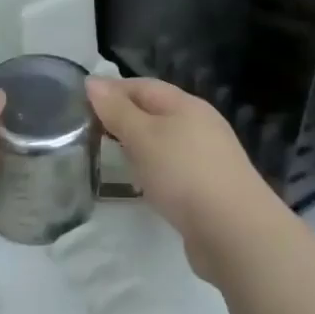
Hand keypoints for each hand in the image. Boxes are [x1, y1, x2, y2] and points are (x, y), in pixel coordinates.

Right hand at [86, 77, 271, 268]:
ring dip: (137, 144)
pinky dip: (152, 169)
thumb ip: (117, 110)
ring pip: (163, 141)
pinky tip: (140, 183)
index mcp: (186, 105)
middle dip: (123, 116)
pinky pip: (172, 168)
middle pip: (155, 111)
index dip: (112, 89)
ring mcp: (206, 157)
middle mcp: (199, 125)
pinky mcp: (207, 187)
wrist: (234, 232)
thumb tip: (93, 82)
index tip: (80, 100)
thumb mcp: (144, 137)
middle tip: (88, 129)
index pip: (143, 86)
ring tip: (108, 155)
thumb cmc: (184, 174)